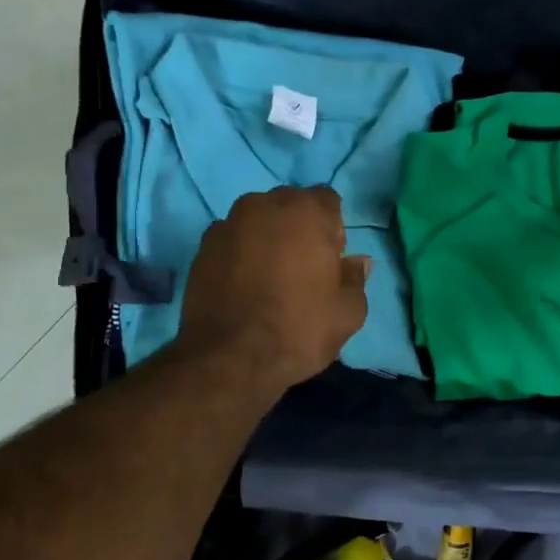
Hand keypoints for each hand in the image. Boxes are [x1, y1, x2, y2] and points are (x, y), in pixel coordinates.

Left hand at [177, 186, 370, 392]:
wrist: (229, 359)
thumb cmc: (299, 329)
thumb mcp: (348, 312)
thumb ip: (356, 278)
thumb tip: (358, 262)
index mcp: (306, 211)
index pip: (328, 200)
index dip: (333, 228)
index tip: (331, 260)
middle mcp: (264, 205)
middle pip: (290, 205)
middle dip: (300, 228)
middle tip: (303, 268)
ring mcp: (228, 224)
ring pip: (258, 220)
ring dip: (268, 238)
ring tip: (270, 277)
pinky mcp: (202, 248)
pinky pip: (232, 240)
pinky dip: (241, 254)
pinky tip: (244, 286)